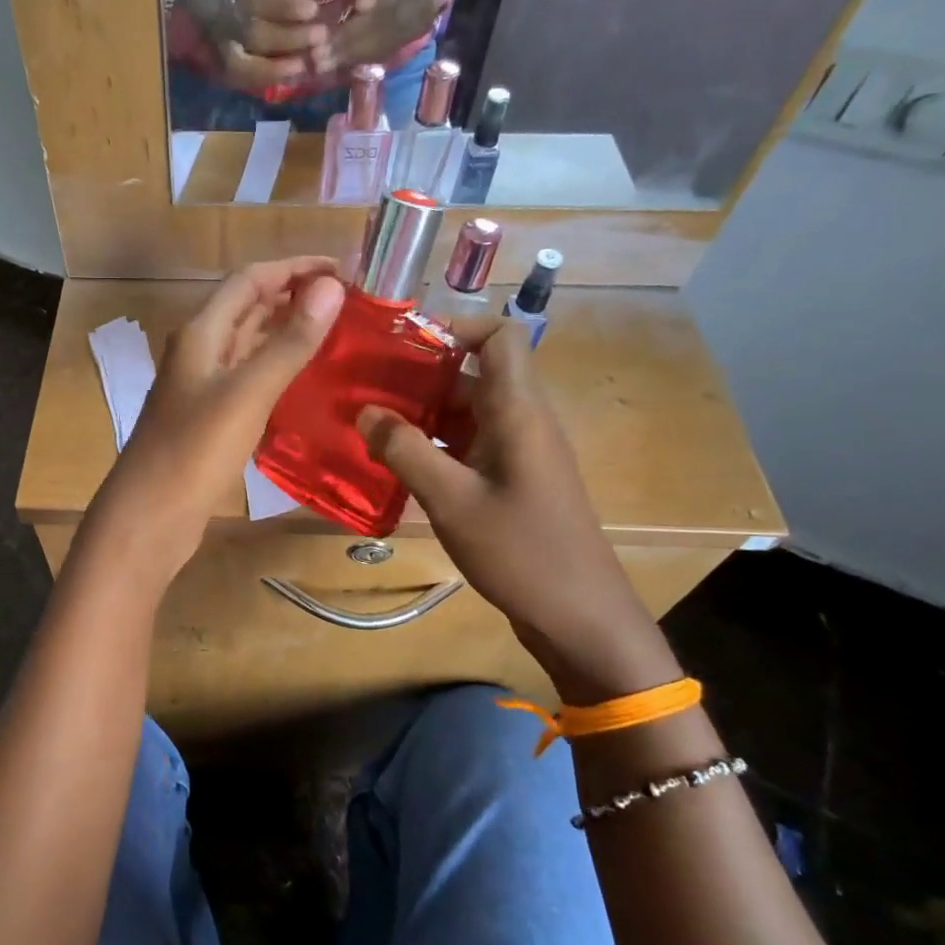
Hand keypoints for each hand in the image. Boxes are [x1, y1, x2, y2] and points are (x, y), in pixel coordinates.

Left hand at [84, 259, 345, 583]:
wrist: (150, 516)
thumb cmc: (195, 451)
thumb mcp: (248, 393)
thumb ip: (288, 342)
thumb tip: (330, 288)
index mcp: (201, 333)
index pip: (249, 280)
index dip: (294, 267)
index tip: (343, 270)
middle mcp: (199, 351)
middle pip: (247, 307)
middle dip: (293, 295)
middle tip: (347, 300)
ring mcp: (202, 386)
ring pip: (248, 343)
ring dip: (286, 330)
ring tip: (335, 330)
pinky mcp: (209, 418)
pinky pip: (248, 377)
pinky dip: (276, 367)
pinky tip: (304, 378)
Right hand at [180, 0, 328, 91]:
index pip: (254, 0)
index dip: (282, 7)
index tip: (311, 9)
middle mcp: (217, 15)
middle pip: (252, 36)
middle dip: (287, 39)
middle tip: (319, 37)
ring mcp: (214, 39)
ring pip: (240, 66)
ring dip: (272, 70)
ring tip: (301, 67)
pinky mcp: (215, 55)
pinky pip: (237, 76)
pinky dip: (261, 79)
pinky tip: (285, 77)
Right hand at [358, 318, 683, 703]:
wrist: (579, 616)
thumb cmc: (521, 552)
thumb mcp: (451, 500)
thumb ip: (405, 450)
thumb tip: (365, 412)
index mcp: (519, 412)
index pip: (500, 337)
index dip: (455, 328)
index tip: (400, 345)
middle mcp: (523, 421)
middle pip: (474, 374)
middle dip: (420, 376)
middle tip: (364, 389)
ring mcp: (520, 453)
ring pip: (467, 412)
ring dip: (422, 413)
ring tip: (369, 426)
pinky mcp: (513, 481)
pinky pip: (470, 444)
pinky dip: (434, 445)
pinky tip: (397, 465)